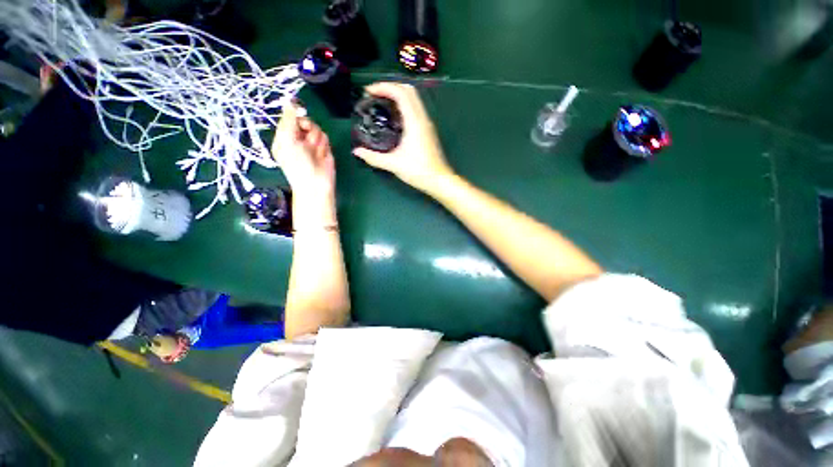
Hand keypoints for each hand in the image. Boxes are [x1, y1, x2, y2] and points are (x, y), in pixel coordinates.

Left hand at [271, 104, 335, 201]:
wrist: (316, 182)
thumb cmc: (298, 164)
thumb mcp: (288, 140)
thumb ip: (289, 120)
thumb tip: (289, 101)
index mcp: (284, 136)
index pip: (289, 117)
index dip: (295, 115)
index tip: (299, 113)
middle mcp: (297, 138)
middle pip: (304, 120)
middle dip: (308, 127)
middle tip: (307, 138)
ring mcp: (311, 143)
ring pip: (316, 128)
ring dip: (316, 138)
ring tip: (315, 151)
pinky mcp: (323, 148)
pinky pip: (325, 137)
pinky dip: (324, 144)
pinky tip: (322, 153)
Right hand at [352, 82, 453, 193]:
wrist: (439, 180)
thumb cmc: (418, 171)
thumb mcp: (393, 164)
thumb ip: (373, 158)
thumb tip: (357, 152)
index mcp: (414, 121)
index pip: (400, 92)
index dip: (383, 87)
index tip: (368, 92)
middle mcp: (422, 118)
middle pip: (408, 90)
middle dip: (390, 87)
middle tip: (374, 95)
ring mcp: (427, 123)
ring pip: (414, 99)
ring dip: (397, 95)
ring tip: (381, 103)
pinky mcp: (428, 130)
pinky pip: (416, 109)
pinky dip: (404, 105)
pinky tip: (394, 118)